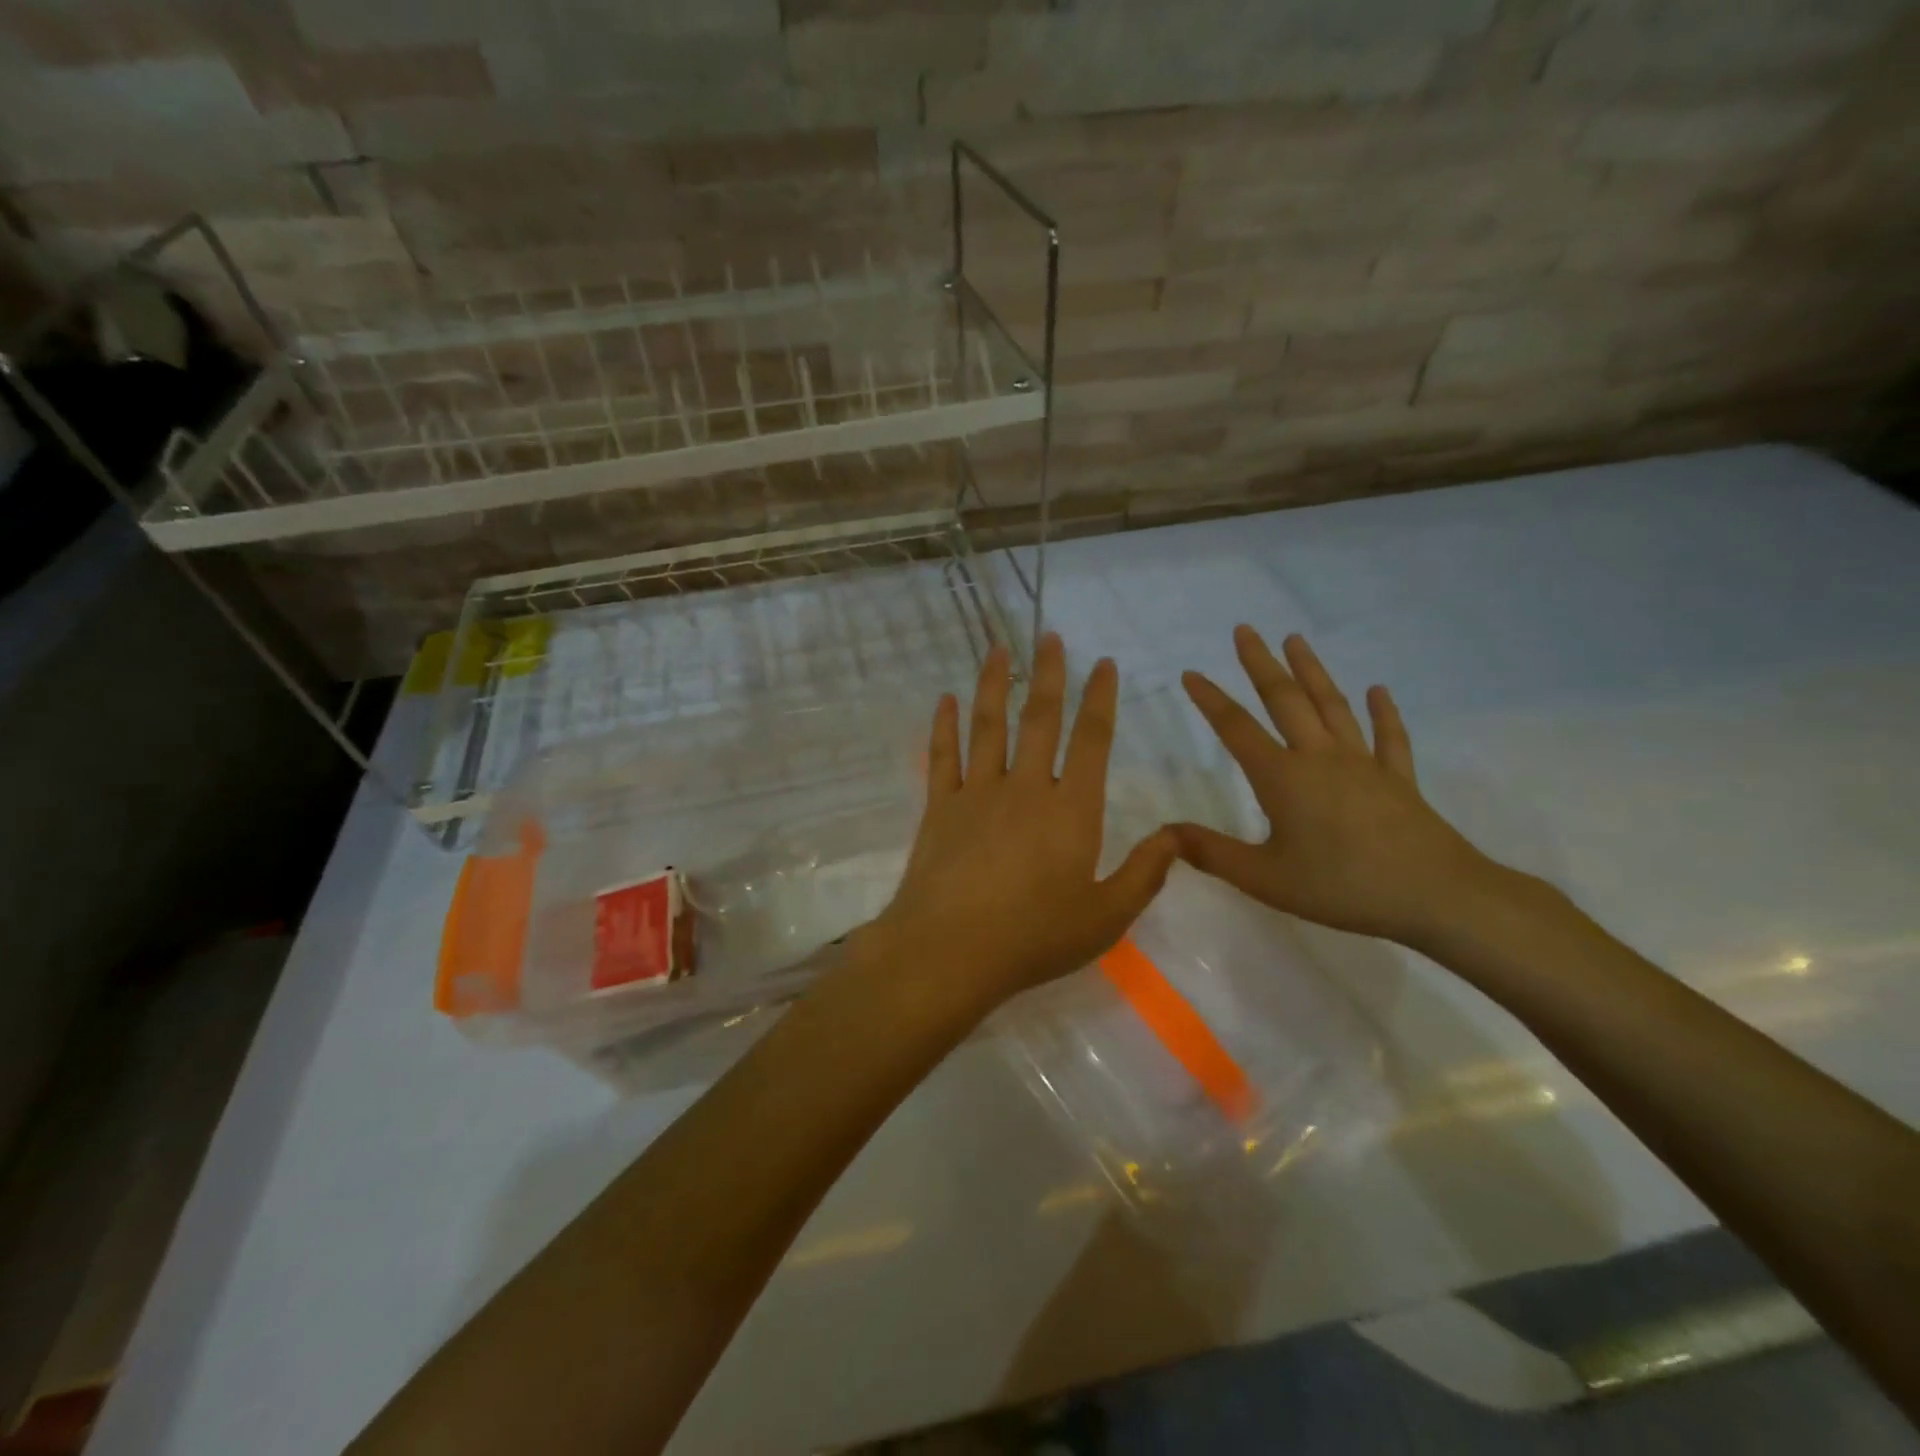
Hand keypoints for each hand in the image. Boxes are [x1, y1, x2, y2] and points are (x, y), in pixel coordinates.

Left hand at [865, 634, 1176, 1025]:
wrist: (950, 950)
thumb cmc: (1035, 937)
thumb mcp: (1106, 916)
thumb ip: (1145, 874)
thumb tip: (1175, 836)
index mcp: (1072, 809)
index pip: (1092, 740)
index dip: (1100, 699)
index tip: (1103, 664)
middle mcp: (1025, 787)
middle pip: (1039, 718)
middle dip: (1048, 674)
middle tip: (1050, 635)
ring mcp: (977, 792)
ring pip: (988, 725)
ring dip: (993, 683)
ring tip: (997, 648)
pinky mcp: (940, 806)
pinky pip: (943, 755)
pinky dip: (944, 725)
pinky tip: (946, 699)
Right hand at [1175, 627, 1493, 947]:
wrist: (1434, 895)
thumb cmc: (1342, 887)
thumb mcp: (1265, 879)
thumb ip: (1212, 853)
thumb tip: (1164, 832)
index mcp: (1283, 778)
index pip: (1237, 729)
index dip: (1211, 700)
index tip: (1190, 673)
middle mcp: (1320, 758)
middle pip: (1285, 700)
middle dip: (1261, 664)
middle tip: (1245, 630)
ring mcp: (1363, 764)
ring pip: (1332, 706)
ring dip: (1312, 671)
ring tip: (1296, 639)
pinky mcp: (1398, 779)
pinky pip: (1388, 738)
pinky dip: (1382, 713)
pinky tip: (1378, 691)